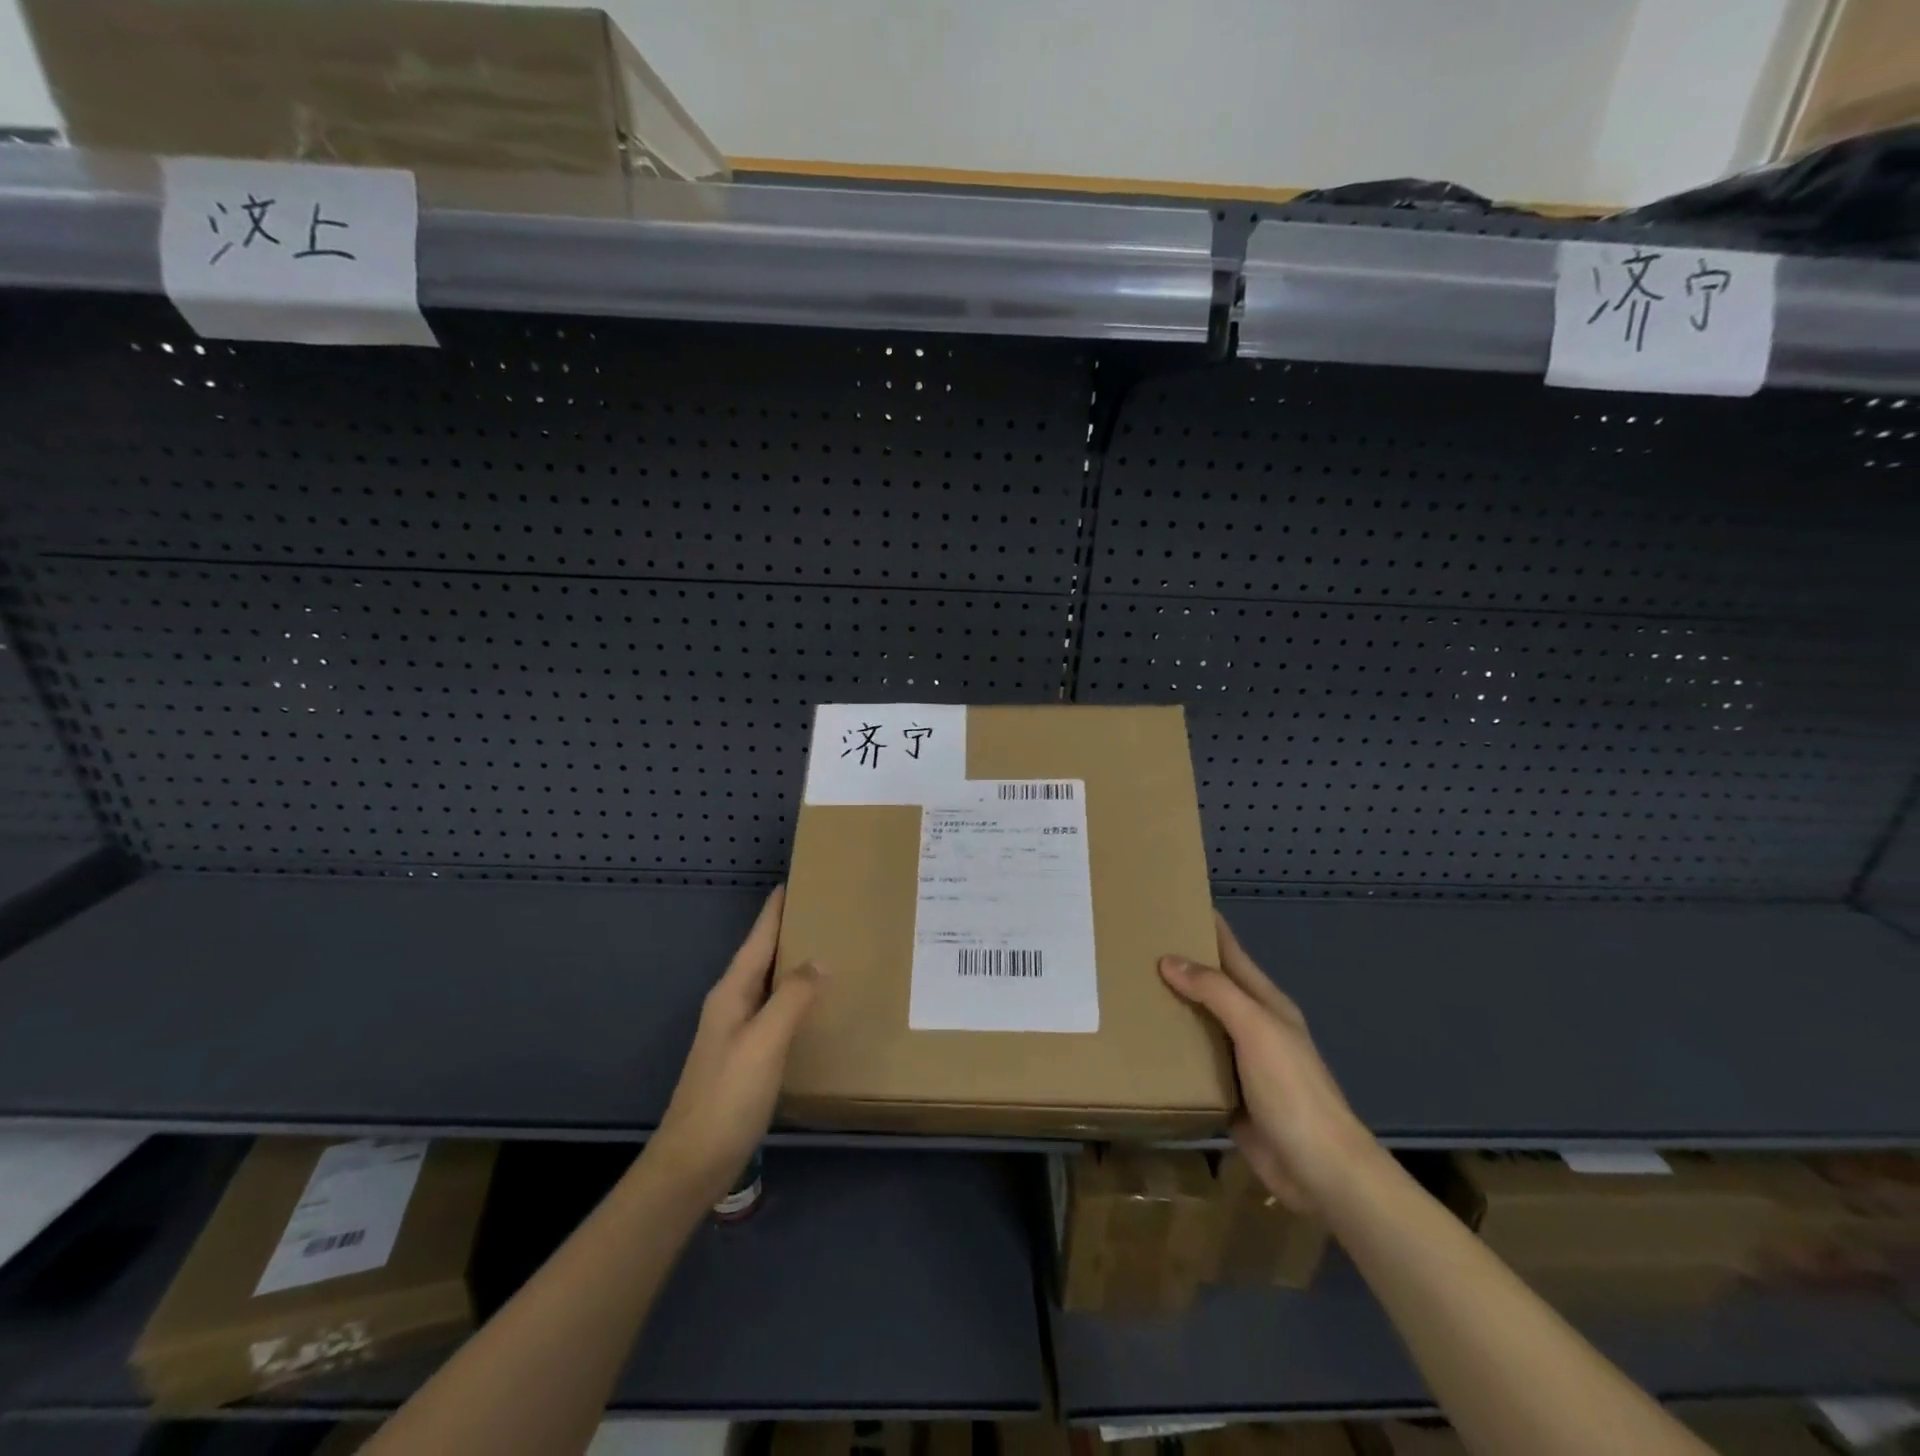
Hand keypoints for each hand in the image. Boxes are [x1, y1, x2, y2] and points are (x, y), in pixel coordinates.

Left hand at [647, 887, 822, 1208]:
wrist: (693, 1162)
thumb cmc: (728, 1095)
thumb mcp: (764, 1041)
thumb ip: (792, 997)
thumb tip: (820, 959)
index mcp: (732, 992)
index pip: (757, 939)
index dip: (775, 910)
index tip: (795, 881)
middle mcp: (731, 1004)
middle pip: (762, 957)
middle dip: (789, 932)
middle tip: (826, 911)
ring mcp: (736, 1031)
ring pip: (769, 984)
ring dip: (793, 964)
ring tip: (829, 949)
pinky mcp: (745, 1056)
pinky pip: (775, 1011)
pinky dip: (795, 997)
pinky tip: (815, 1005)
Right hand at [1160, 911, 1376, 1213]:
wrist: (1319, 1169)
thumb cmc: (1292, 1089)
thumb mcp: (1256, 1029)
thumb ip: (1215, 992)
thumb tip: (1168, 959)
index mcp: (1265, 1003)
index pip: (1231, 952)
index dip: (1206, 926)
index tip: (1170, 903)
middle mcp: (1252, 1026)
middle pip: (1210, 986)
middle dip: (1176, 965)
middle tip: (1131, 947)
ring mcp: (1240, 1061)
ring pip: (1197, 1023)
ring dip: (1169, 1008)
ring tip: (1126, 989)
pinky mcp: (1227, 1094)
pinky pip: (1192, 1063)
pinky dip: (1169, 1050)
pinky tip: (1140, 1043)